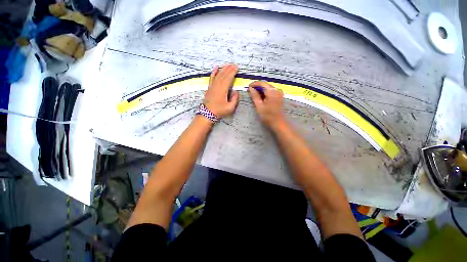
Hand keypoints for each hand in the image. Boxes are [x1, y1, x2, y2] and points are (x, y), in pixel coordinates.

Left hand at [203, 64, 238, 117]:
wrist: (207, 113)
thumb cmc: (219, 111)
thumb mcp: (230, 108)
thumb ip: (234, 99)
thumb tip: (236, 91)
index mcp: (223, 90)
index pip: (228, 78)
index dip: (232, 72)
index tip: (236, 68)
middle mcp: (217, 86)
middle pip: (223, 75)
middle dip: (229, 69)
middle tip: (234, 65)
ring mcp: (212, 86)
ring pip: (218, 75)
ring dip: (223, 69)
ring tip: (228, 65)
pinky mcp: (209, 87)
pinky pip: (211, 78)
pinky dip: (214, 72)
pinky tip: (216, 68)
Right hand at [248, 81, 285, 128]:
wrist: (278, 122)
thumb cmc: (267, 115)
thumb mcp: (259, 106)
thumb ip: (255, 96)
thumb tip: (251, 88)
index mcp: (272, 92)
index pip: (262, 83)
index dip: (255, 84)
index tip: (248, 86)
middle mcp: (277, 90)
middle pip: (266, 85)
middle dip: (258, 87)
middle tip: (250, 91)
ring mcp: (279, 93)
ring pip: (268, 88)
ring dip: (261, 90)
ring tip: (254, 94)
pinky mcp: (280, 96)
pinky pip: (271, 91)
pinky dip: (266, 92)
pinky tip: (261, 97)